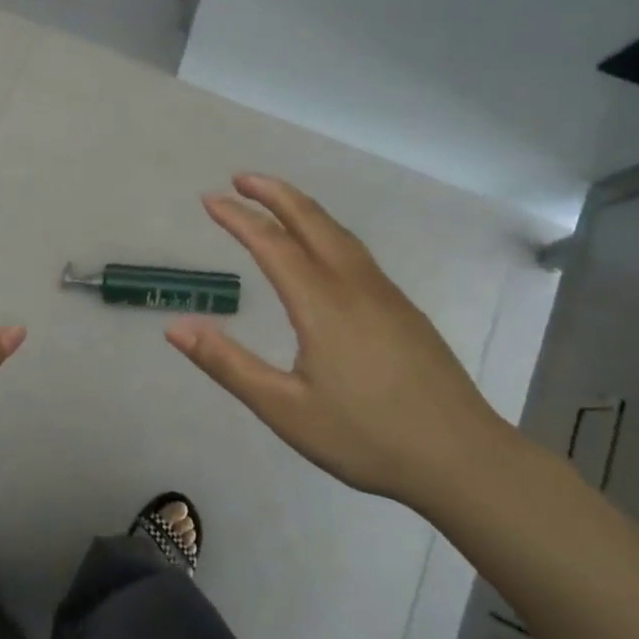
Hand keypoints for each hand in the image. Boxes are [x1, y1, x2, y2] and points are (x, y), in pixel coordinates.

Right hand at [166, 173, 514, 505]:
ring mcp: (385, 294)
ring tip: (275, 201)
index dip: (238, 217)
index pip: (271, 244)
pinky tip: (322, 249)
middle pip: (311, 221)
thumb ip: (228, 365)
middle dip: (273, 193)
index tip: (209, 199)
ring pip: (339, 233)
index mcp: (321, 303)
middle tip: (240, 178)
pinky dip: (326, 230)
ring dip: (302, 208)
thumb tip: (175, 327)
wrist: (463, 459)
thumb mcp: (284, 409)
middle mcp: (354, 285)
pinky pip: (356, 252)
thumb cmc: (366, 437)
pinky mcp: (403, 309)